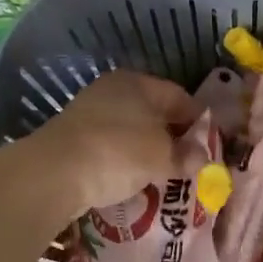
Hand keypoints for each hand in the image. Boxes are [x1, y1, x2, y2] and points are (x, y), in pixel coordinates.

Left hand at [31, 69, 200, 217]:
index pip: (180, 96)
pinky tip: (132, 179)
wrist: (53, 173)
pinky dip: (124, 160)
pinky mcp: (73, 137)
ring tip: (163, 175)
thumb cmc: (118, 152)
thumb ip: (186, 156)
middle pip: (154, 112)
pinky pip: (111, 146)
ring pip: (131, 130)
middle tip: (188, 163)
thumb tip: (203, 159)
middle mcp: (113, 90)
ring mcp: (89, 112)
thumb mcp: (162, 157)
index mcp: (138, 82)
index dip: (199, 121)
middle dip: (173, 137)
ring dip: (148, 151)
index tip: (209, 146)